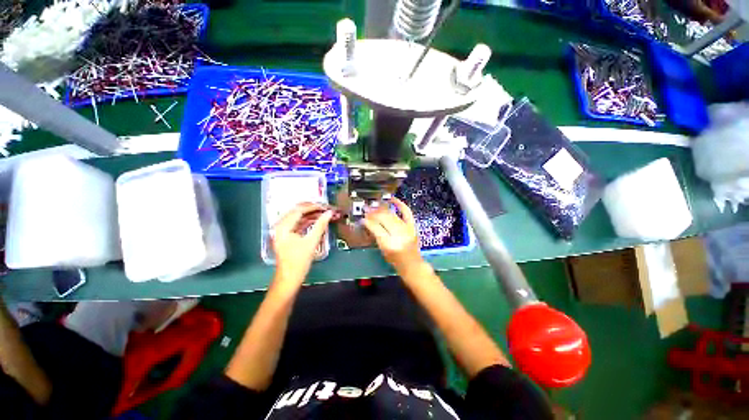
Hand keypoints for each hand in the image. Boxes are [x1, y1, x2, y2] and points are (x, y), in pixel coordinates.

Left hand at [272, 203, 333, 287]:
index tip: (325, 206)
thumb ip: (321, 225)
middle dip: (312, 209)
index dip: (313, 207)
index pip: (299, 210)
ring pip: (297, 217)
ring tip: (323, 213)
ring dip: (310, 215)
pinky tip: (317, 221)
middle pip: (297, 212)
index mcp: (283, 227)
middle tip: (325, 208)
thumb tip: (329, 213)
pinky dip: (307, 221)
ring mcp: (282, 231)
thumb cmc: (299, 261)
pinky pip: (297, 224)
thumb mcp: (311, 242)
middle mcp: (280, 226)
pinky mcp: (286, 236)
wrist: (289, 278)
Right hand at [362, 198, 424, 276]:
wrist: (412, 264)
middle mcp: (399, 235)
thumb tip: (367, 222)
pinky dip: (400, 204)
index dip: (368, 221)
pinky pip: (407, 212)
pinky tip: (392, 199)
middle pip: (384, 219)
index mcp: (389, 245)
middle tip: (366, 209)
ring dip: (382, 209)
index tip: (362, 217)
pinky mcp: (413, 226)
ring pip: (392, 215)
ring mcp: (407, 229)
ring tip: (374, 206)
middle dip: (373, 213)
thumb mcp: (382, 250)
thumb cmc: (395, 260)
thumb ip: (375, 235)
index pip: (376, 228)